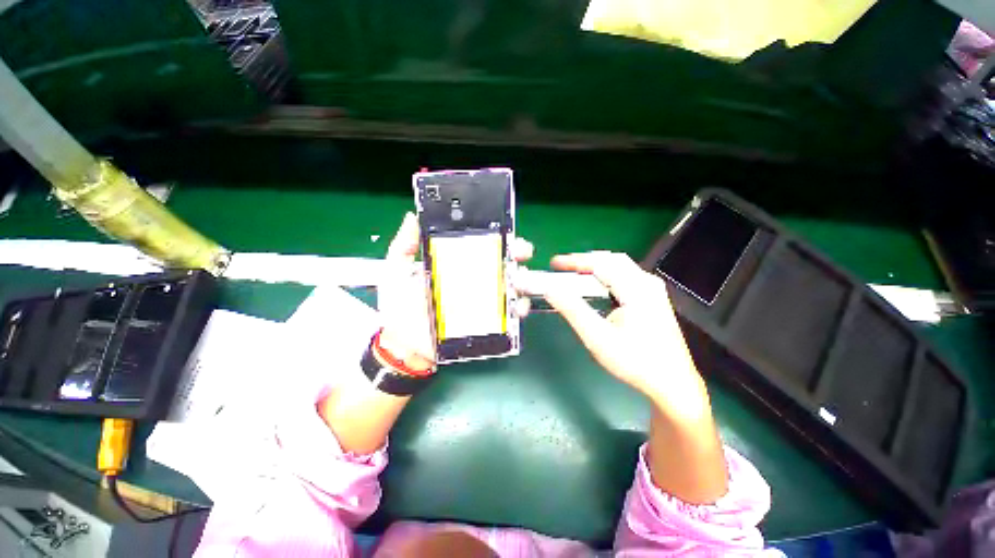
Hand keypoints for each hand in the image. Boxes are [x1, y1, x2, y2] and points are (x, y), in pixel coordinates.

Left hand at [377, 213, 533, 370]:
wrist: (402, 345)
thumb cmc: (399, 308)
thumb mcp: (396, 272)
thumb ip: (403, 246)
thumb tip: (412, 218)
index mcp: (456, 265)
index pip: (481, 246)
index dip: (495, 236)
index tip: (504, 229)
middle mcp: (474, 280)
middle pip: (501, 262)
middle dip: (516, 253)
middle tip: (521, 251)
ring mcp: (483, 301)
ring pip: (510, 286)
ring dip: (522, 279)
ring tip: (521, 278)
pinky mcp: (488, 322)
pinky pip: (509, 314)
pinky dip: (518, 308)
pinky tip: (518, 305)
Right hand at [543, 252, 705, 409]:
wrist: (672, 384)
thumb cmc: (635, 361)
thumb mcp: (598, 337)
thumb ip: (573, 310)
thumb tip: (551, 289)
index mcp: (636, 288)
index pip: (600, 263)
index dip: (574, 261)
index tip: (554, 263)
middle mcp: (647, 283)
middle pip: (611, 259)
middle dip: (584, 260)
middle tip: (562, 267)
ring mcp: (652, 290)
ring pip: (619, 266)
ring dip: (595, 267)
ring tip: (574, 274)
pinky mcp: (652, 299)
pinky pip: (625, 276)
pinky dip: (605, 276)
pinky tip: (595, 286)